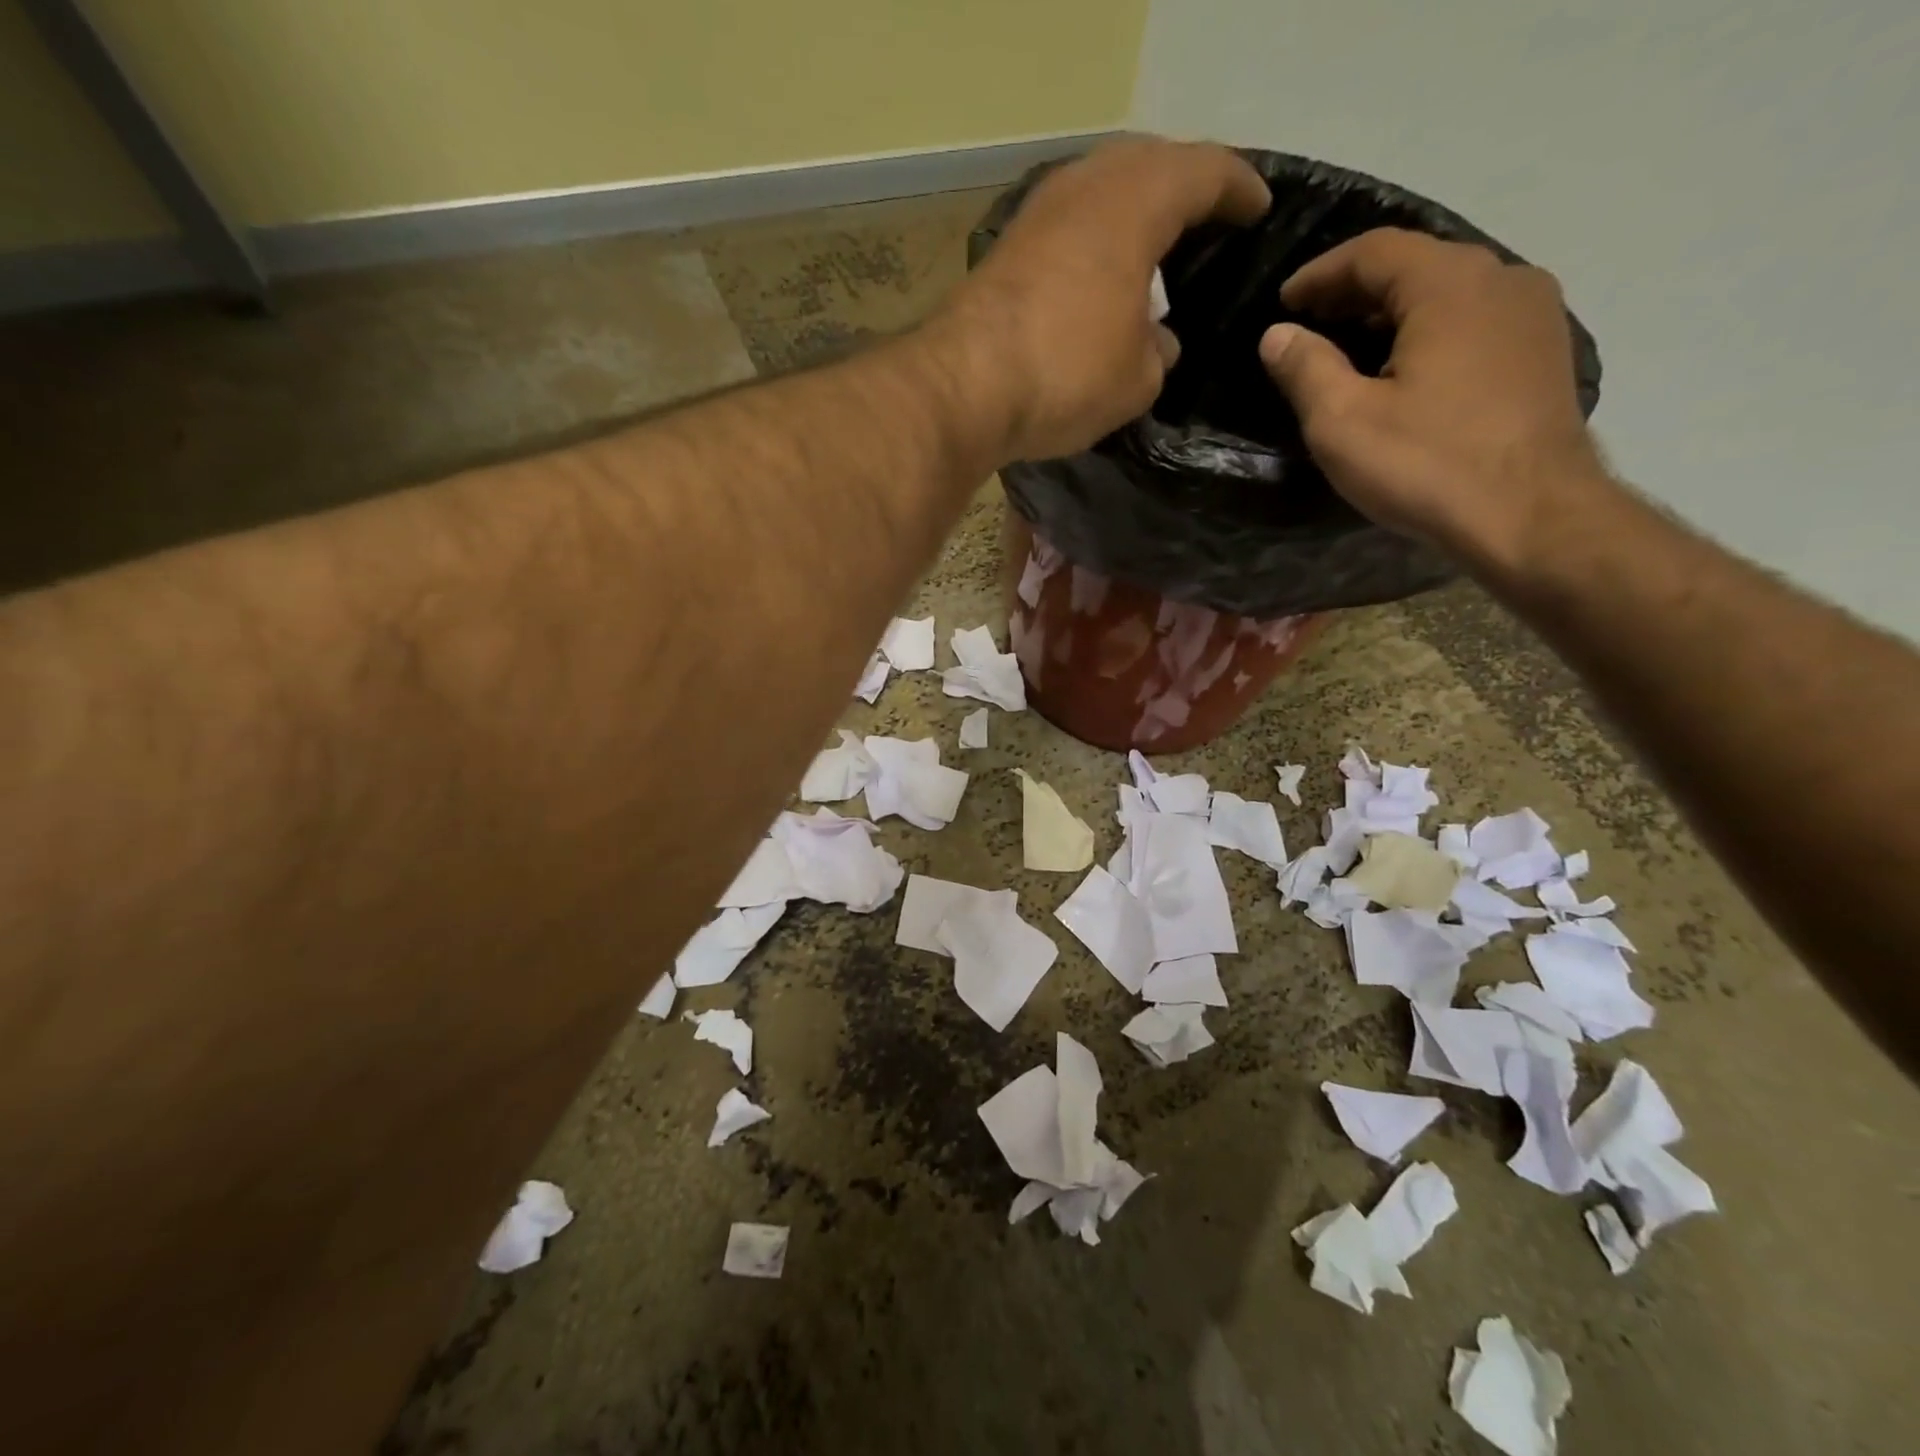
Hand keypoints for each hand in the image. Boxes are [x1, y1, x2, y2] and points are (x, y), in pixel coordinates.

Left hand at [936, 138, 1269, 463]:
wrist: (964, 388)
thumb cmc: (1067, 373)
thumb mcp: (1138, 377)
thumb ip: (1159, 351)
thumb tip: (1156, 341)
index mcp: (1138, 199)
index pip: (1207, 172)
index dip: (1239, 190)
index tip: (1259, 209)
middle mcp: (1087, 186)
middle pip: (1149, 166)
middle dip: (1183, 190)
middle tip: (1206, 224)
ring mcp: (1039, 214)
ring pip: (1101, 193)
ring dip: (1131, 214)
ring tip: (1153, 248)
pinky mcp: (1006, 250)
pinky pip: (1068, 229)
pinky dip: (1093, 243)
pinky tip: (1099, 275)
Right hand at [1258, 228, 1608, 565]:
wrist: (1530, 515)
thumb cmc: (1426, 464)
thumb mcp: (1343, 421)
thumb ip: (1306, 369)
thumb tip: (1278, 335)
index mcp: (1449, 285)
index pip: (1375, 251)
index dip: (1321, 272)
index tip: (1284, 301)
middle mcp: (1502, 278)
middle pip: (1417, 264)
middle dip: (1357, 289)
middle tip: (1312, 321)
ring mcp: (1533, 314)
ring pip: (1450, 292)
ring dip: (1396, 310)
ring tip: (1353, 344)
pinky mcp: (1543, 352)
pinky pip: (1475, 320)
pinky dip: (1431, 329)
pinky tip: (1409, 367)